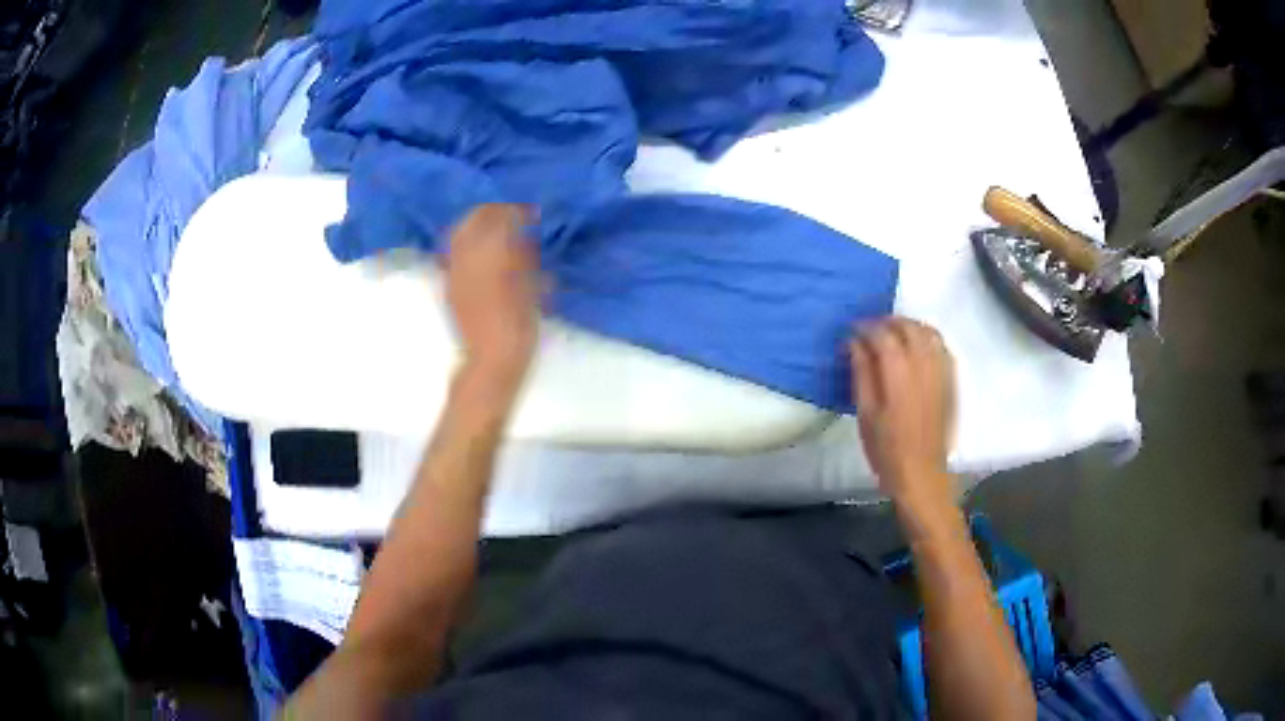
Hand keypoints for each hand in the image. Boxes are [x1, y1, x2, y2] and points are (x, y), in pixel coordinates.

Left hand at [444, 204, 539, 387]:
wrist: (490, 360)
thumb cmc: (520, 325)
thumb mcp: (532, 287)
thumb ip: (524, 255)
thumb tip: (523, 235)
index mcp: (492, 253)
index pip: (501, 217)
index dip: (517, 211)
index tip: (531, 214)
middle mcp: (467, 255)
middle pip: (475, 219)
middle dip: (493, 212)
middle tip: (512, 216)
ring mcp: (454, 269)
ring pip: (460, 233)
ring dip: (477, 224)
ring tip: (495, 230)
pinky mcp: (449, 284)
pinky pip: (454, 251)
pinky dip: (467, 243)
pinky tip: (481, 250)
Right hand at [849, 317, 956, 506]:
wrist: (921, 474)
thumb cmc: (886, 449)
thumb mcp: (865, 413)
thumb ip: (862, 373)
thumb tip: (854, 343)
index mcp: (899, 373)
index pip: (883, 334)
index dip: (865, 328)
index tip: (851, 332)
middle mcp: (924, 365)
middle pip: (908, 327)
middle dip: (887, 323)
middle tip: (870, 332)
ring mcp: (942, 371)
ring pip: (928, 332)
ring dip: (909, 327)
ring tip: (893, 336)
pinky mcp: (951, 381)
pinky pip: (942, 346)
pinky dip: (927, 338)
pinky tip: (916, 348)